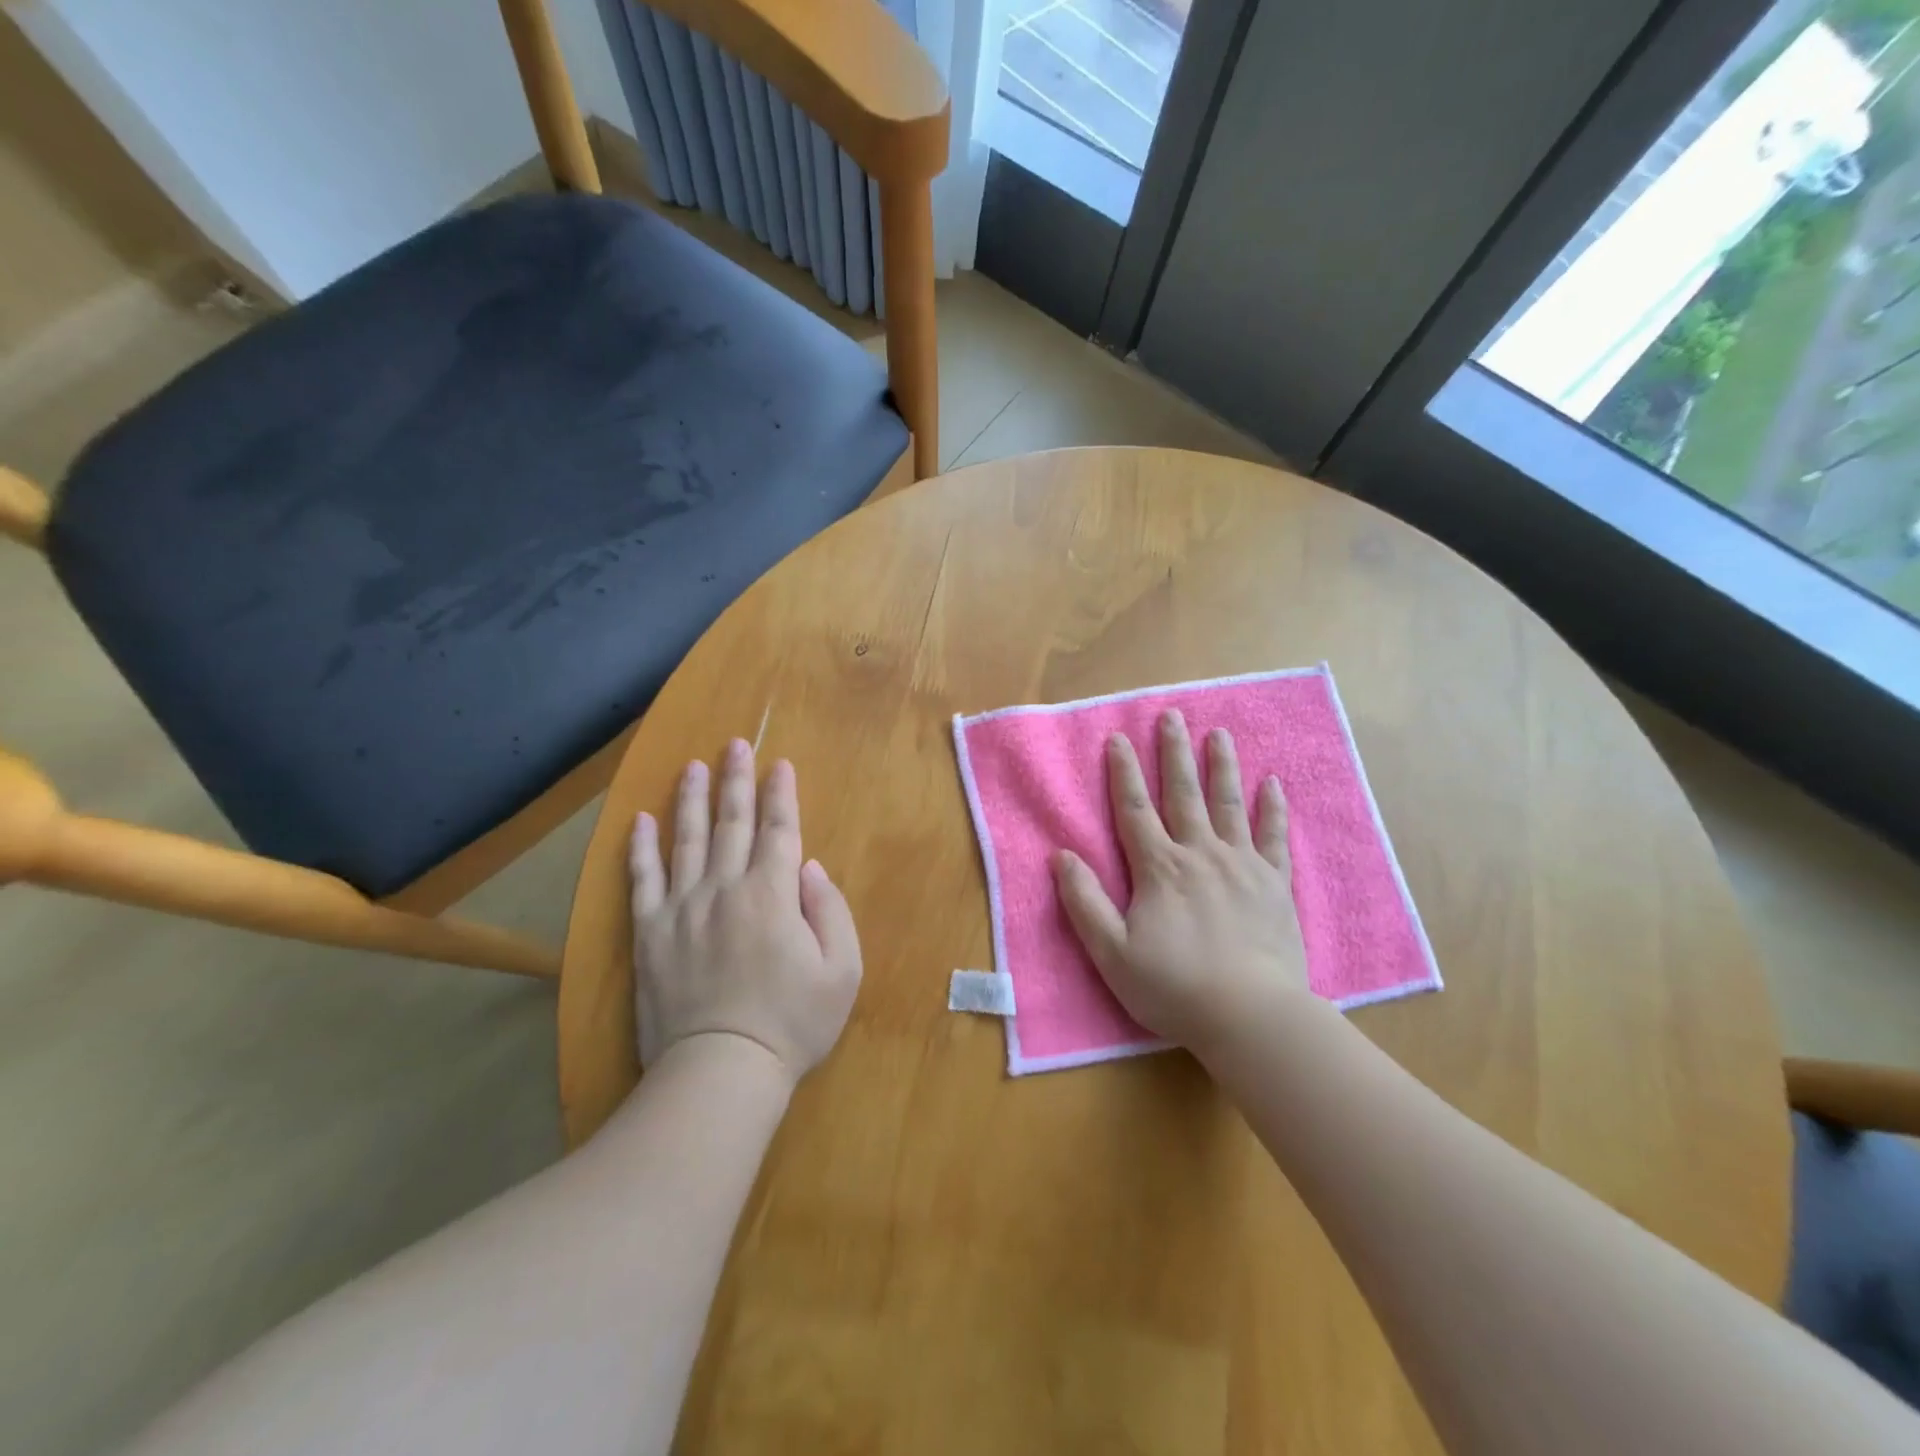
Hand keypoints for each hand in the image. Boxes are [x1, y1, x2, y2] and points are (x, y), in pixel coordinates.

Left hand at [629, 740, 861, 1082]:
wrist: (720, 1071)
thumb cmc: (791, 1023)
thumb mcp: (842, 971)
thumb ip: (831, 911)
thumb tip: (809, 868)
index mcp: (773, 894)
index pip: (779, 830)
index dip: (782, 795)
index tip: (780, 764)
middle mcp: (725, 887)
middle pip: (732, 822)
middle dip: (737, 781)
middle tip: (735, 745)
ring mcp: (682, 907)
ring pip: (686, 839)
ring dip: (691, 798)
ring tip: (693, 766)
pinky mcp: (649, 933)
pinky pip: (641, 880)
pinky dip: (641, 848)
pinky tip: (641, 820)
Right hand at [1052, 710, 1308, 1055]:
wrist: (1251, 1016)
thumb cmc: (1174, 987)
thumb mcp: (1111, 952)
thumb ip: (1084, 901)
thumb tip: (1061, 855)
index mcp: (1159, 868)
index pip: (1134, 809)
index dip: (1123, 773)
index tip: (1118, 738)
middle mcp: (1200, 854)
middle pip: (1183, 794)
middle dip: (1174, 753)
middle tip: (1172, 716)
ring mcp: (1242, 866)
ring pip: (1229, 805)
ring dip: (1222, 767)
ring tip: (1219, 734)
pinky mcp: (1274, 884)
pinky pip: (1274, 837)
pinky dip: (1273, 809)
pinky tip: (1273, 784)